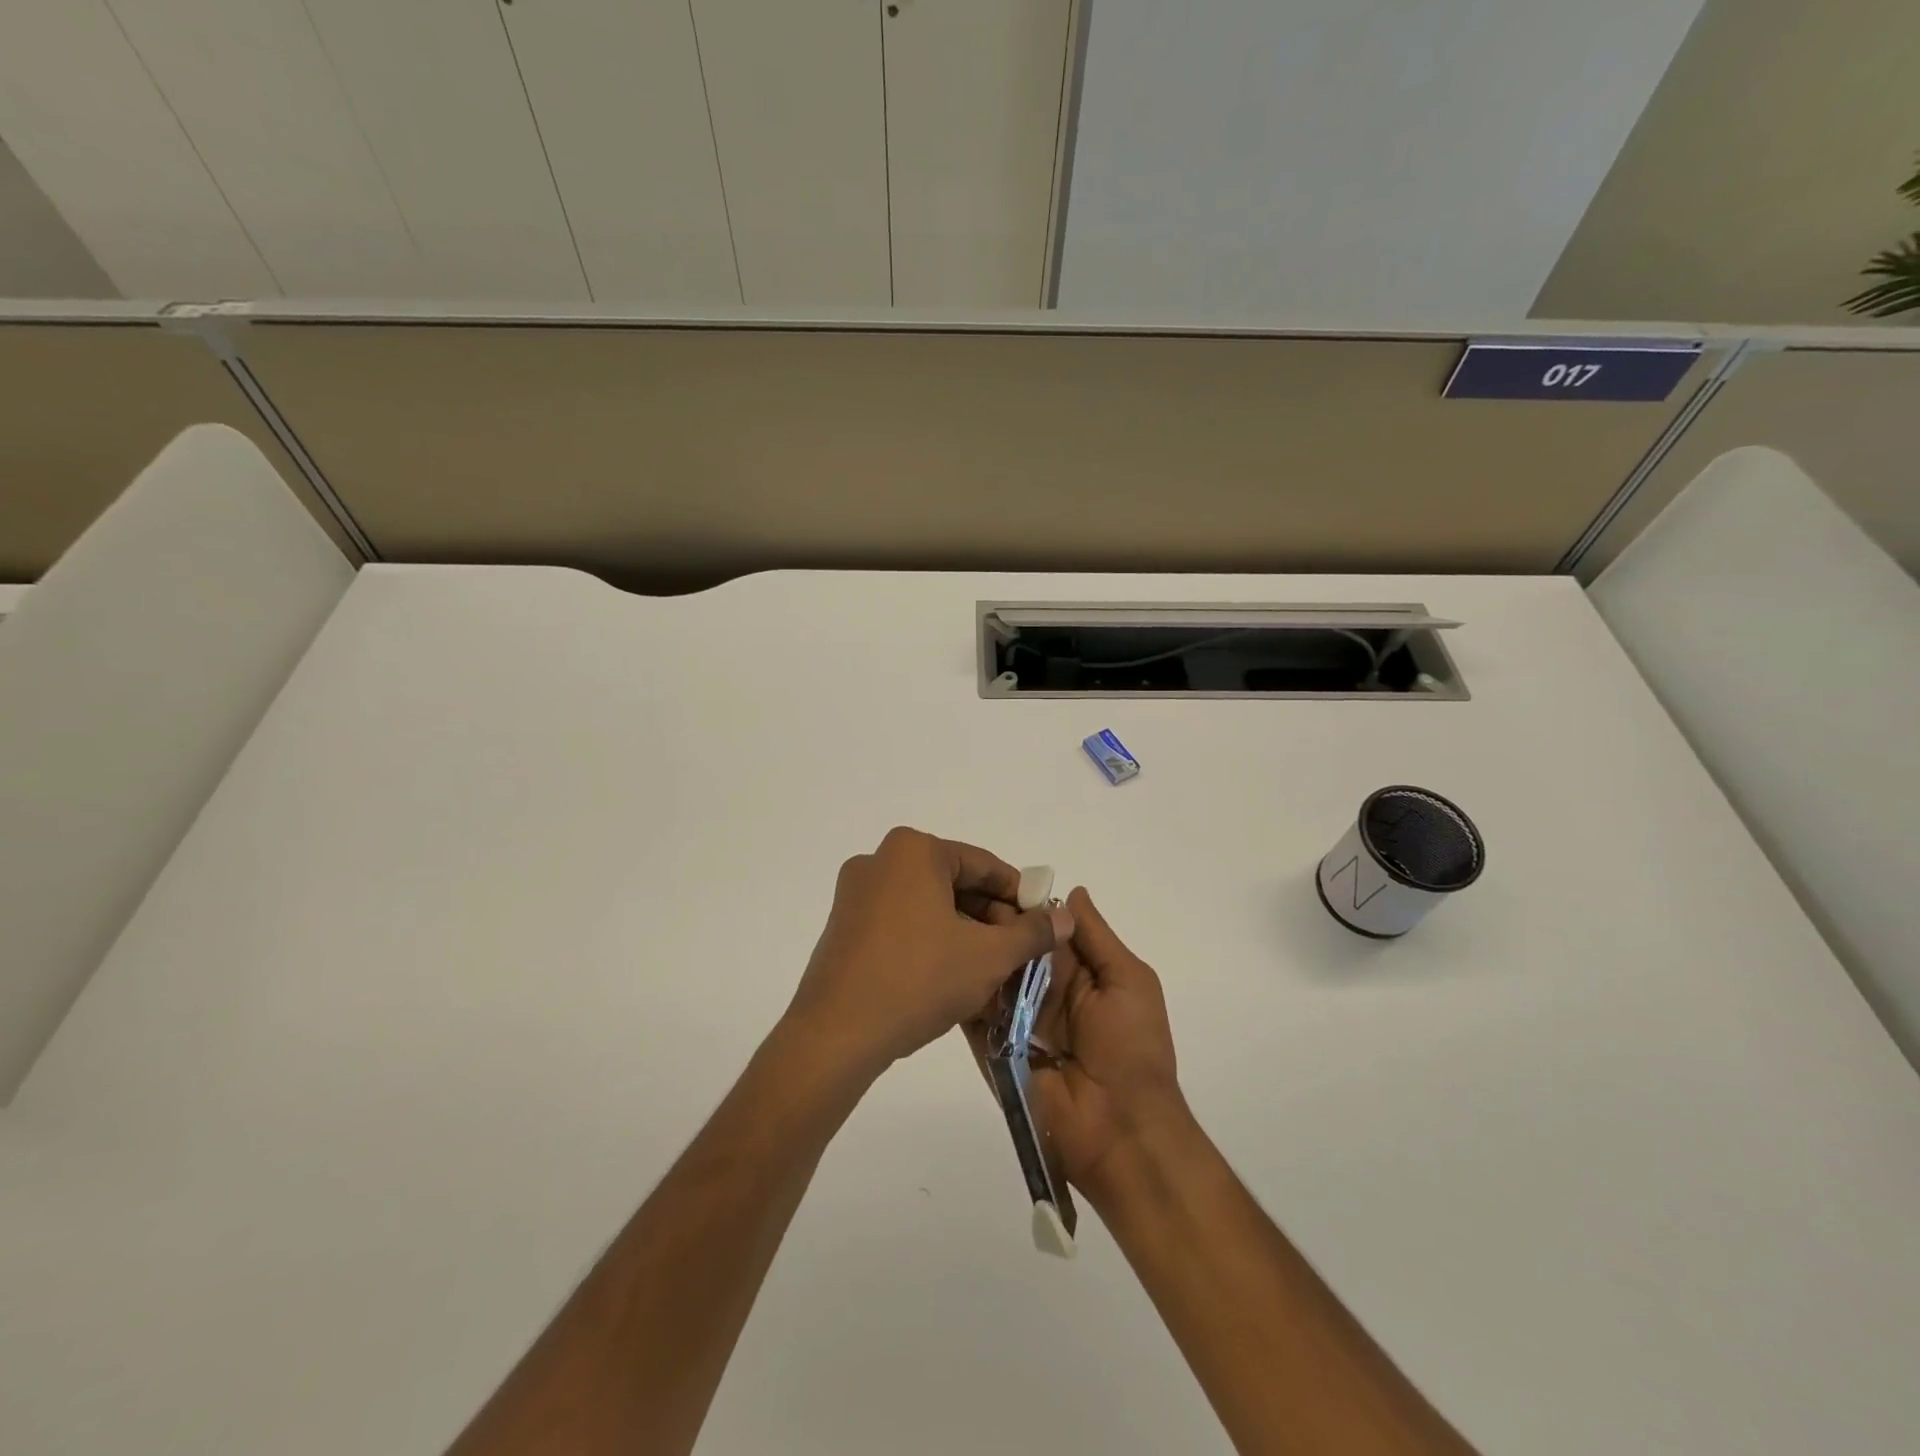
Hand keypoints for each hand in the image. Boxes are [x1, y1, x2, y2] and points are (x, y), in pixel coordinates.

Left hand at [784, 827, 1072, 1082]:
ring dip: (963, 933)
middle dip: (990, 918)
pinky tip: (951, 977)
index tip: (1042, 926)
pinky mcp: (844, 926)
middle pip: (954, 883)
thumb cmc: (918, 979)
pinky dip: (931, 942)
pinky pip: (901, 923)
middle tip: (1018, 954)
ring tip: (990, 971)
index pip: (984, 866)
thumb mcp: (988, 956)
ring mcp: (856, 893)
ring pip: (928, 906)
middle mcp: (880, 860)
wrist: (836, 1034)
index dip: (1019, 896)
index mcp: (914, 850)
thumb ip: (1032, 932)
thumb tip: (1065, 917)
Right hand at [970, 887, 1189, 1208]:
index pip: (1044, 927)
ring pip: (989, 976)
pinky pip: (973, 1015)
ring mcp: (1015, 1019)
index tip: (992, 879)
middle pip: (1012, 948)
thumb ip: (1097, 937)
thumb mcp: (1128, 981)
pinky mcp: (993, 1047)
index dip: (1022, 905)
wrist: (1120, 1131)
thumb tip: (1072, 891)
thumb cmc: (1132, 1048)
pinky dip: (960, 993)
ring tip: (942, 924)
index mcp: (1078, 971)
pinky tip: (938, 965)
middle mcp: (1043, 989)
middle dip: (991, 925)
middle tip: (959, 899)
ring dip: (972, 954)